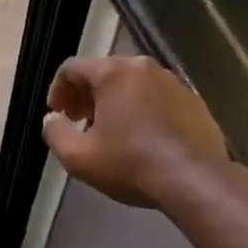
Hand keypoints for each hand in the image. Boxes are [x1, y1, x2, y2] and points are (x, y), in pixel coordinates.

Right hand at [42, 55, 227, 207]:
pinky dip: (142, 110)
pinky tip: (142, 138)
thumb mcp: (79, 157)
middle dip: (86, 95)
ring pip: (132, 84)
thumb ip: (55, 133)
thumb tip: (52, 119)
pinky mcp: (193, 100)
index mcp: (114, 72)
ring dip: (115, 102)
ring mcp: (173, 82)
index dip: (58, 90)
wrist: (195, 180)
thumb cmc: (130, 164)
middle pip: (104, 72)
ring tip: (110, 132)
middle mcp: (144, 67)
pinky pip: (157, 97)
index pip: (72, 68)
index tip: (57, 115)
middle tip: (79, 122)